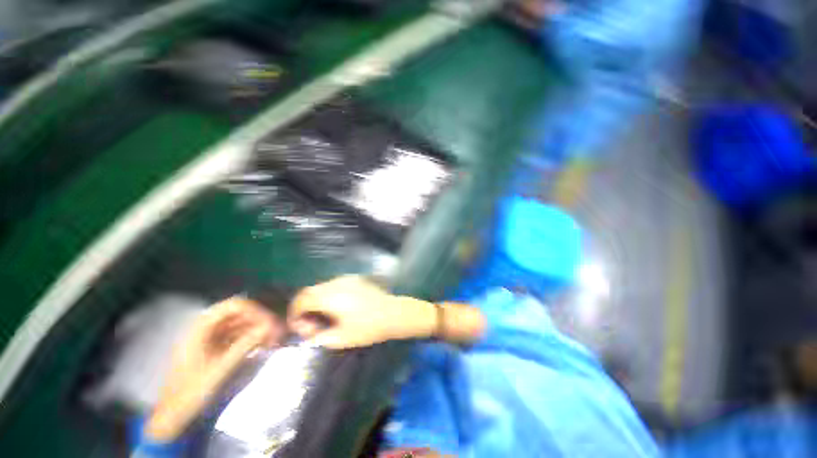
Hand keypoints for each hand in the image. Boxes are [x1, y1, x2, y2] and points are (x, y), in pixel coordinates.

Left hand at [145, 297, 283, 441]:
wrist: (174, 416)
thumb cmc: (192, 392)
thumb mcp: (220, 370)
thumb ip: (244, 346)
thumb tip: (270, 327)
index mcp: (201, 328)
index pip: (234, 306)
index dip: (255, 310)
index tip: (270, 322)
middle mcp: (206, 327)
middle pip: (239, 313)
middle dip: (259, 319)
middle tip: (276, 331)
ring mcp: (210, 337)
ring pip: (241, 323)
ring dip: (258, 328)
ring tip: (273, 339)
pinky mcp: (215, 347)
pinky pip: (238, 335)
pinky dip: (252, 337)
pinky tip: (264, 344)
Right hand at [288, 276, 436, 348]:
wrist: (392, 313)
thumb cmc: (368, 327)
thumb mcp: (341, 338)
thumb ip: (318, 338)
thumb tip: (308, 336)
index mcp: (329, 297)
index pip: (301, 300)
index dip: (295, 314)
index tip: (300, 328)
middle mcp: (335, 283)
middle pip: (310, 291)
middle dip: (305, 308)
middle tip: (313, 326)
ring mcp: (346, 279)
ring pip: (321, 287)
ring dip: (317, 301)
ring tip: (325, 318)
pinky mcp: (355, 279)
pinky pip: (334, 285)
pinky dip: (328, 295)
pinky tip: (338, 308)